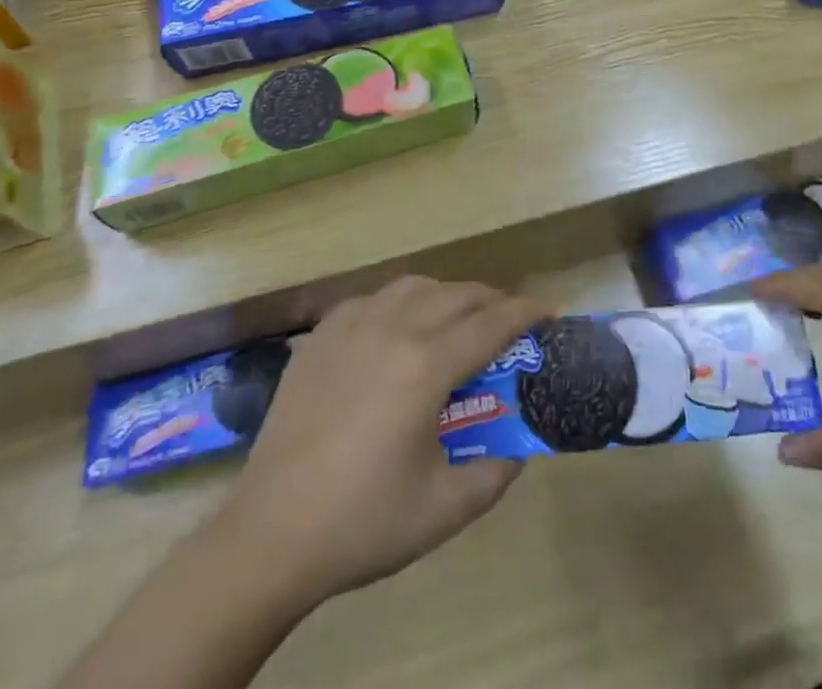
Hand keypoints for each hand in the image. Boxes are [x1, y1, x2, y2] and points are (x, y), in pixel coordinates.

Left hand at [218, 276, 543, 609]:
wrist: (270, 534)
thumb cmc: (362, 523)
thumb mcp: (445, 510)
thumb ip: (495, 474)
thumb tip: (519, 449)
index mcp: (426, 365)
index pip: (492, 323)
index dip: (527, 313)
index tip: (551, 311)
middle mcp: (393, 328)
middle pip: (457, 294)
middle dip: (492, 301)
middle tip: (509, 323)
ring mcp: (352, 326)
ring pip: (415, 286)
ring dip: (447, 295)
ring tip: (457, 320)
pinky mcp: (321, 336)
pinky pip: (373, 299)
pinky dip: (401, 303)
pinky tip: (399, 329)